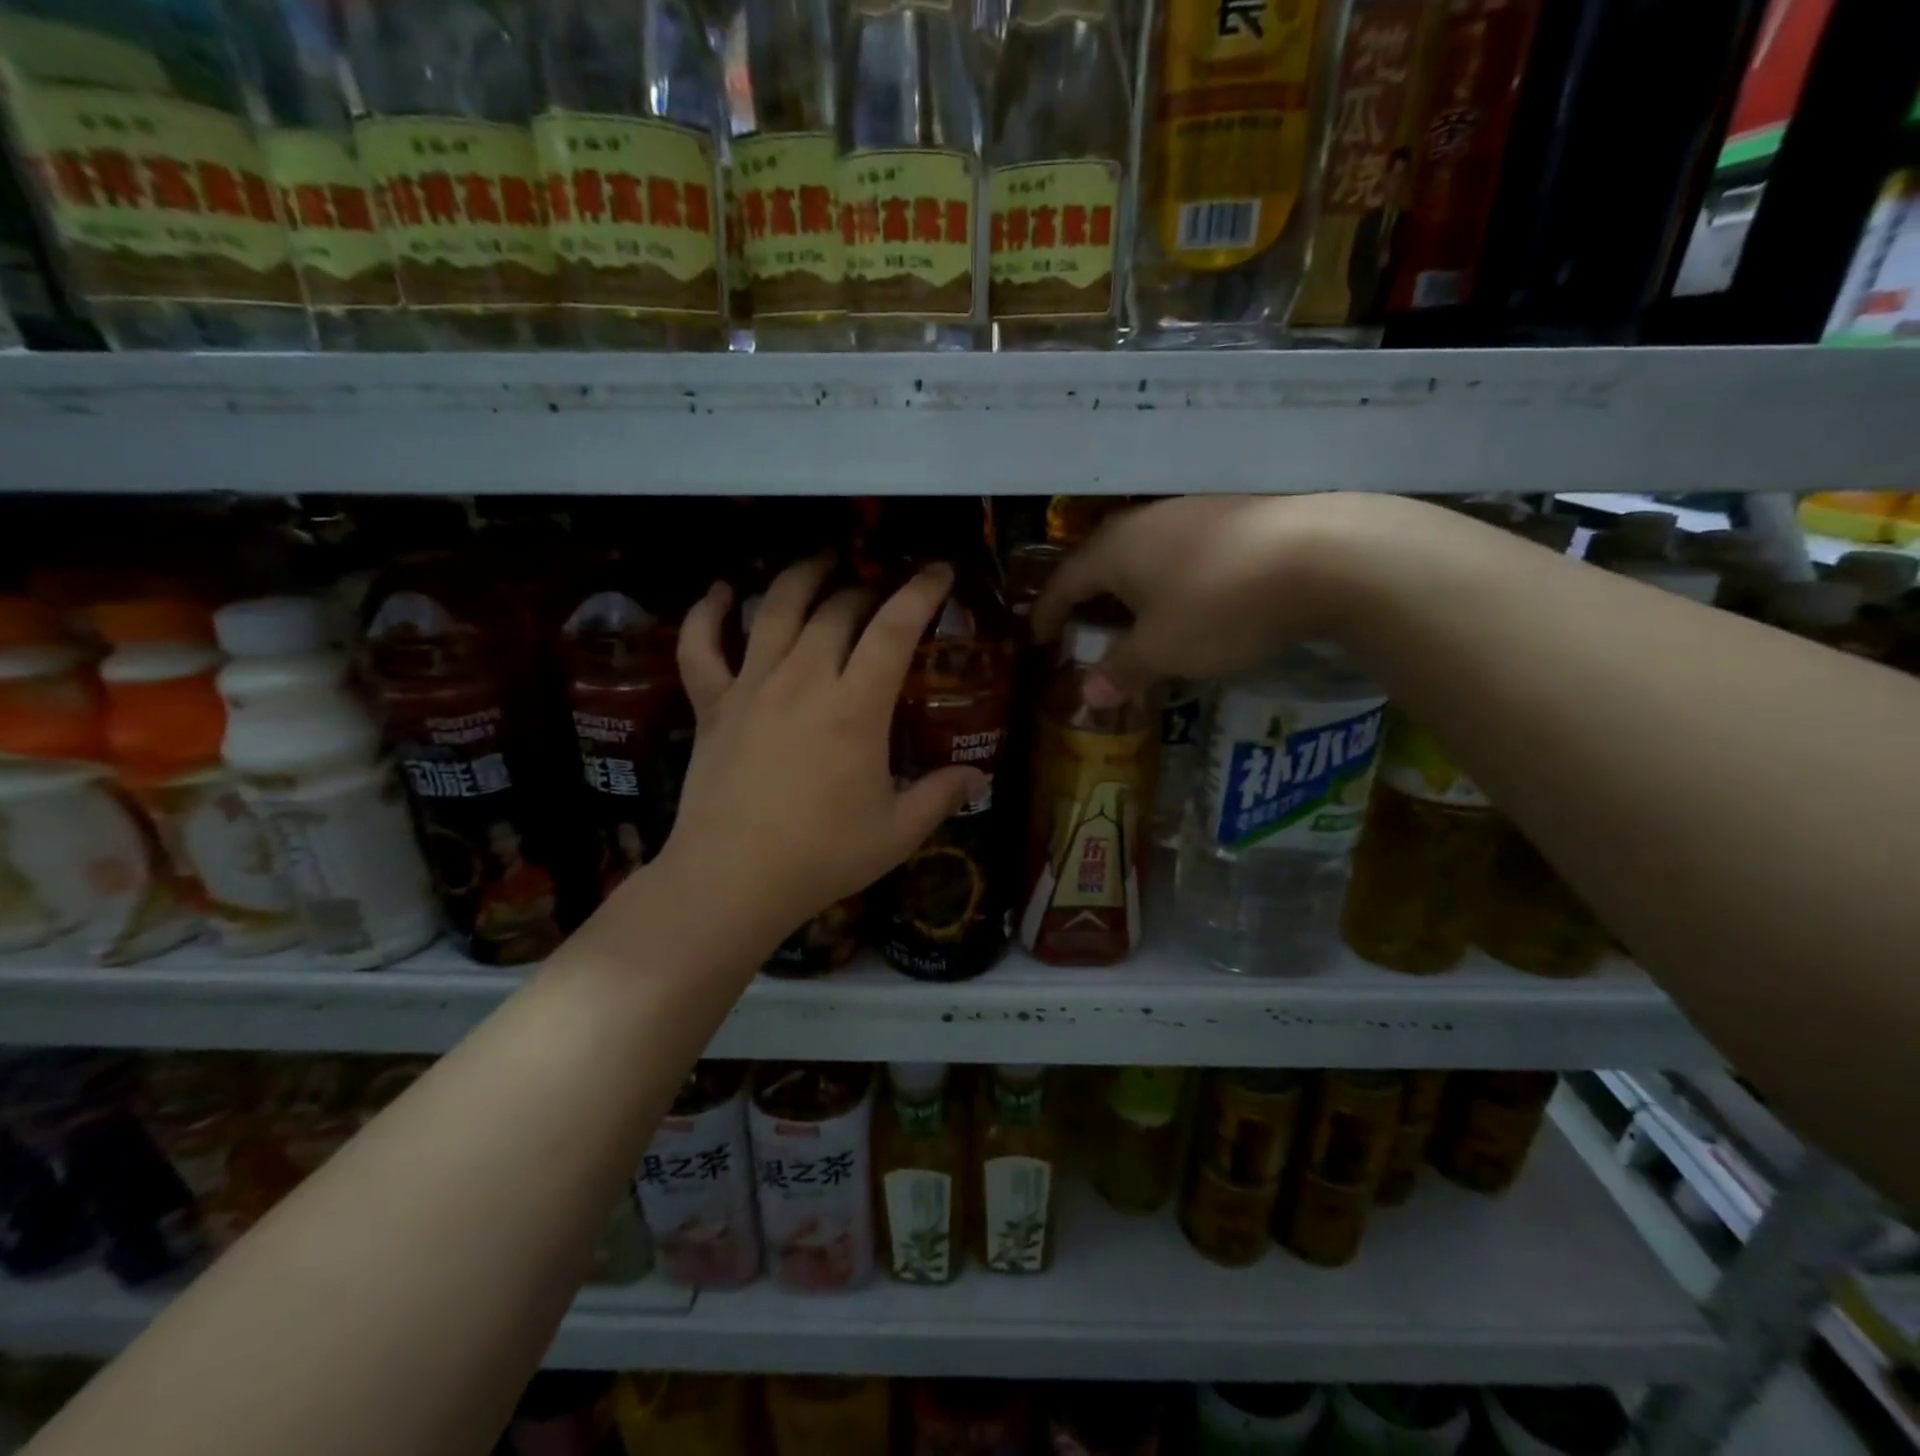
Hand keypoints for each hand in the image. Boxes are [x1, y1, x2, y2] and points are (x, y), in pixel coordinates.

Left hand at [654, 555, 986, 953]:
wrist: (732, 879)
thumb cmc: (822, 856)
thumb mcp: (897, 832)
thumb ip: (941, 796)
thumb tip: (979, 777)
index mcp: (856, 706)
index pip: (895, 629)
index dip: (921, 592)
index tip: (939, 571)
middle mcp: (804, 679)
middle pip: (837, 610)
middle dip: (866, 591)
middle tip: (881, 595)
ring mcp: (751, 686)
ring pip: (776, 610)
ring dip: (802, 577)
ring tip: (821, 561)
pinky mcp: (711, 704)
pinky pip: (701, 644)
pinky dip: (708, 612)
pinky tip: (723, 591)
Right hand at [1032, 496, 1330, 705]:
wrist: (1321, 555)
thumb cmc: (1218, 606)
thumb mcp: (1163, 650)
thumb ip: (1122, 670)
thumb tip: (1087, 696)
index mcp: (1113, 550)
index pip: (1064, 582)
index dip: (1047, 613)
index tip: (1037, 638)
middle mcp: (1144, 522)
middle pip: (1101, 561)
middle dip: (1088, 597)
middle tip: (1082, 628)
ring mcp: (1191, 511)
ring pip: (1143, 553)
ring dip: (1130, 587)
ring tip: (1134, 617)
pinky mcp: (1232, 515)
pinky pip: (1180, 551)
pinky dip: (1168, 579)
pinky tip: (1187, 599)